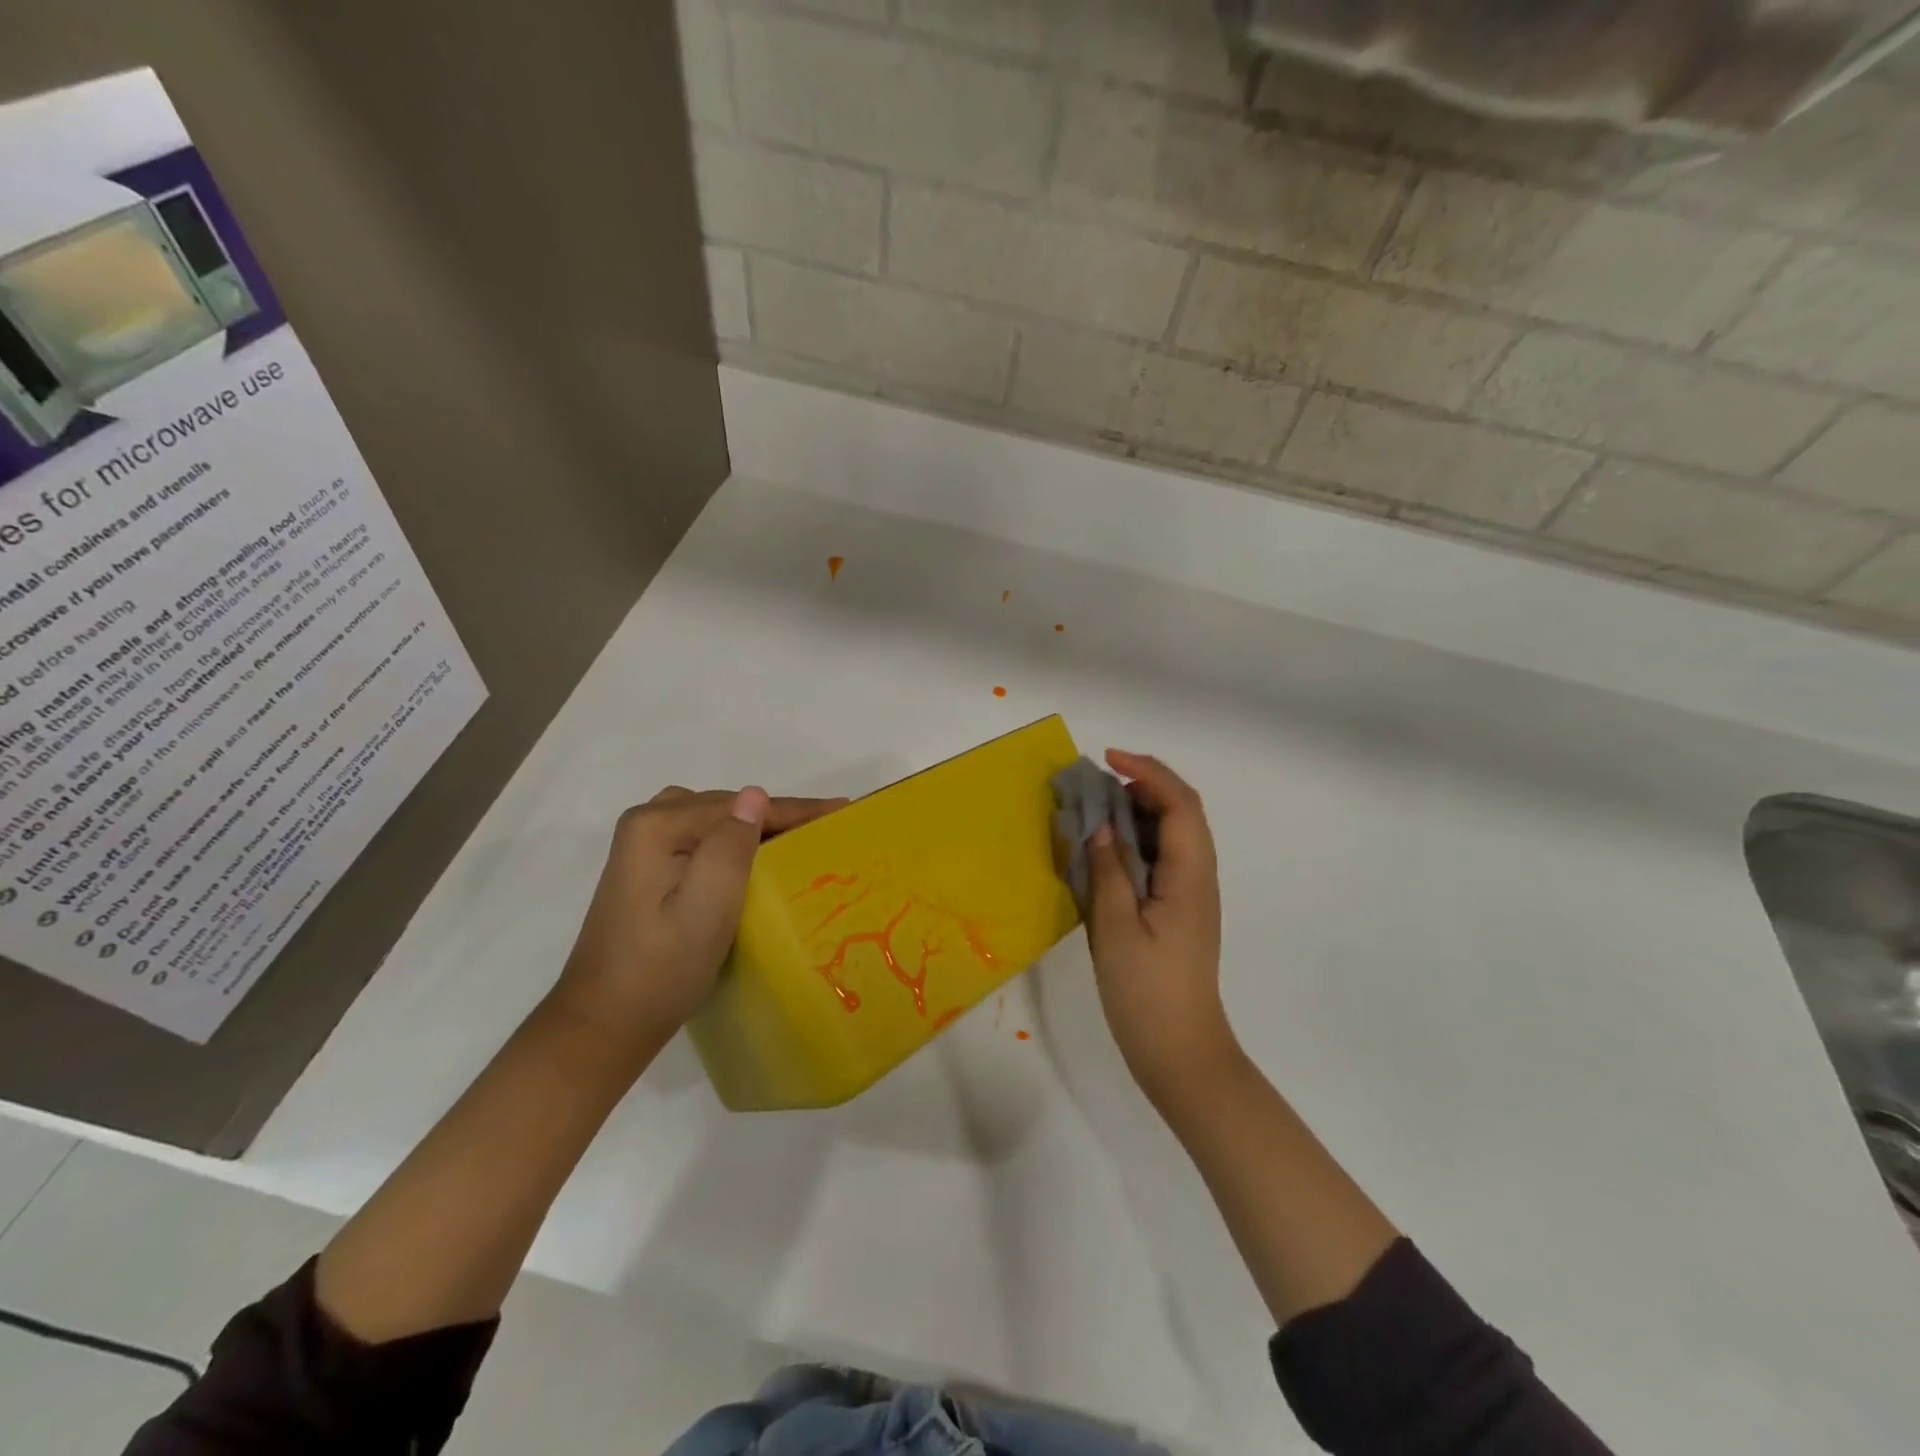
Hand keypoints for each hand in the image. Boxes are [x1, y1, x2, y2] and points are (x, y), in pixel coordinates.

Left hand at [552, 785, 846, 1061]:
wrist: (604, 1023)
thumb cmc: (661, 969)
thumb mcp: (706, 909)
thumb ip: (730, 846)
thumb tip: (754, 794)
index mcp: (657, 826)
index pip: (739, 807)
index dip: (794, 809)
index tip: (840, 810)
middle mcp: (646, 824)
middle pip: (726, 808)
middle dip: (777, 815)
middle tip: (825, 827)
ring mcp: (642, 847)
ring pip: (715, 821)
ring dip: (755, 827)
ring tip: (797, 838)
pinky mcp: (646, 870)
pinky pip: (701, 838)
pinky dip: (732, 841)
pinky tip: (753, 857)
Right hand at [1085, 750, 1239, 1105]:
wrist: (1180, 1051)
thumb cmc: (1147, 991)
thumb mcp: (1116, 927)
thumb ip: (1108, 869)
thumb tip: (1099, 824)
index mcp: (1190, 874)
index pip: (1179, 803)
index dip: (1147, 771)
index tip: (1107, 759)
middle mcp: (1197, 875)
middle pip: (1180, 811)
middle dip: (1139, 786)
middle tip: (1092, 785)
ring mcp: (1189, 894)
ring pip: (1169, 835)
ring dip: (1135, 813)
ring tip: (1091, 811)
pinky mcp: (1177, 910)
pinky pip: (1158, 859)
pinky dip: (1133, 842)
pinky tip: (1103, 852)